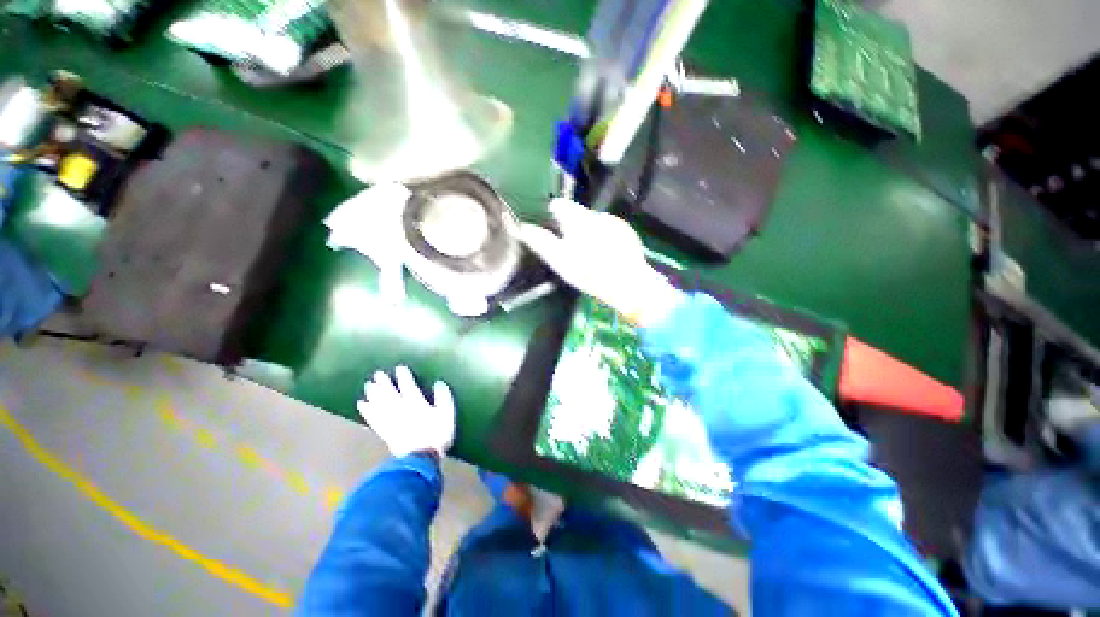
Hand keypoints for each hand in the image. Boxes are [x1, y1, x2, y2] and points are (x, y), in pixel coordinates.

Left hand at [357, 366, 455, 457]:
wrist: (420, 458)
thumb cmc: (436, 434)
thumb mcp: (447, 414)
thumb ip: (443, 397)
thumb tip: (439, 383)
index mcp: (416, 402)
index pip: (408, 386)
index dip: (404, 376)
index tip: (399, 368)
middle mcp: (400, 408)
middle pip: (390, 393)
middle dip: (384, 383)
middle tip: (377, 374)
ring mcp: (390, 420)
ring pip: (379, 404)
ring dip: (373, 394)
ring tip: (367, 385)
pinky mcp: (384, 432)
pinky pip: (373, 418)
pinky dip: (367, 411)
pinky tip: (362, 405)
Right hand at [519, 199, 682, 326]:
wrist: (629, 284)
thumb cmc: (589, 272)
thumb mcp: (559, 260)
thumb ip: (539, 241)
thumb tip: (522, 226)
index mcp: (579, 218)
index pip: (558, 205)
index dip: (549, 215)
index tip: (547, 229)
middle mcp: (597, 214)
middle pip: (576, 214)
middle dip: (568, 227)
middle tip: (566, 249)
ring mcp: (615, 222)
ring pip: (592, 223)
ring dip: (586, 233)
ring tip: (587, 255)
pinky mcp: (627, 233)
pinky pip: (608, 230)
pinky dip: (602, 238)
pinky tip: (603, 255)